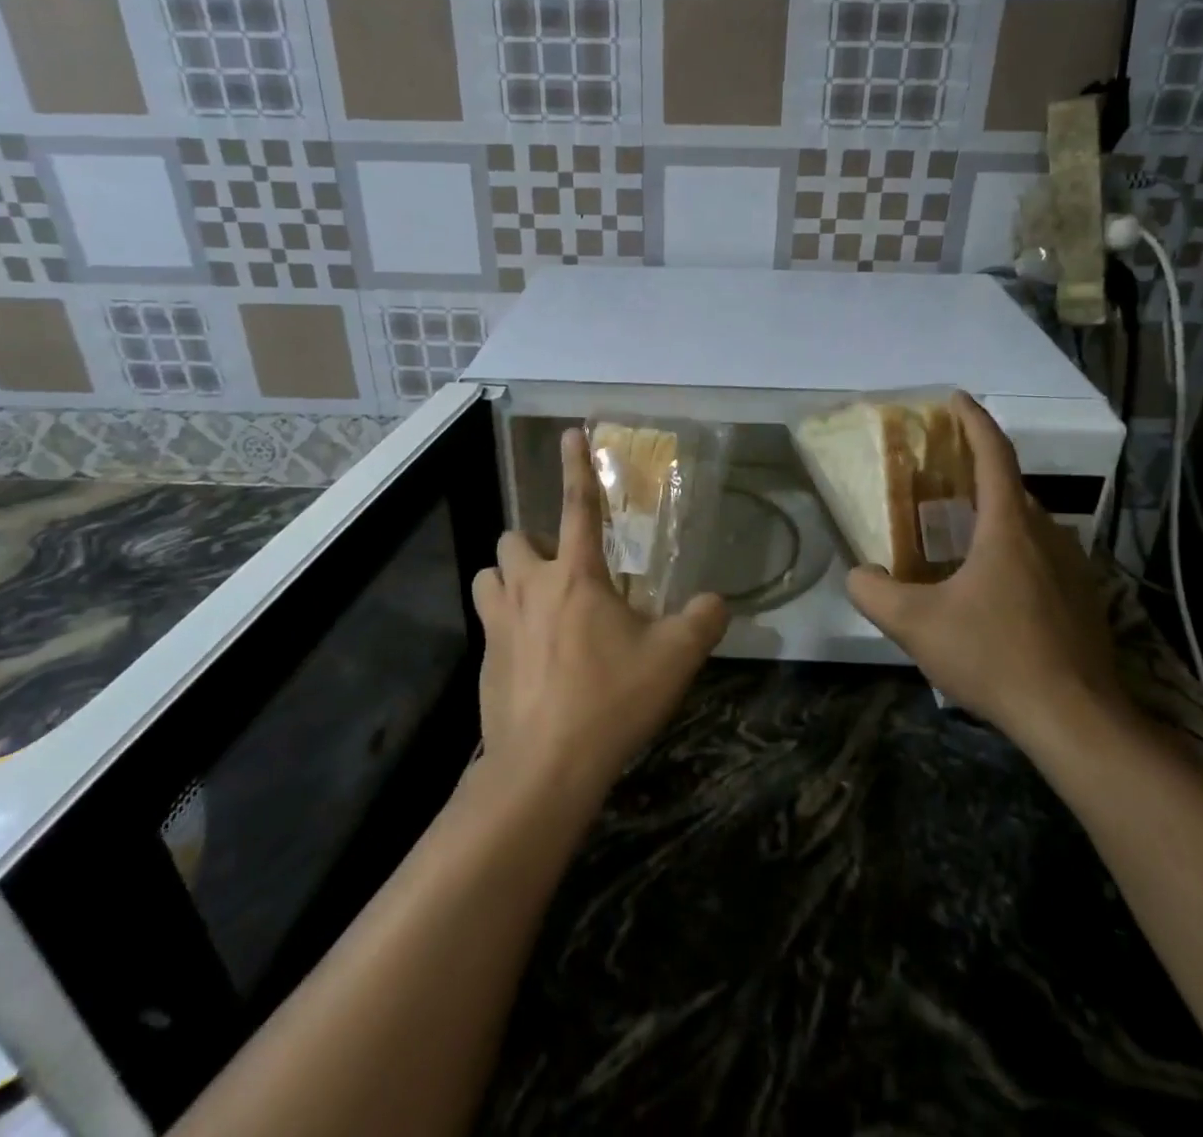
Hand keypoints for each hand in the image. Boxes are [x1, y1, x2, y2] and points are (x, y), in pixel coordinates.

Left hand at [471, 429, 728, 797]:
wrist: (544, 769)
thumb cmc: (610, 701)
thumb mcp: (674, 660)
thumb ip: (703, 622)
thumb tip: (719, 603)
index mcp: (576, 575)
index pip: (576, 504)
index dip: (576, 465)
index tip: (569, 433)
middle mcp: (530, 587)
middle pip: (513, 537)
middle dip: (532, 543)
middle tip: (563, 570)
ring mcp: (499, 623)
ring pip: (489, 574)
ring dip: (509, 578)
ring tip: (539, 605)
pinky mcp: (484, 660)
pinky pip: (489, 623)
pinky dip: (507, 625)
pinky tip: (533, 659)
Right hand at [845, 392, 1125, 747]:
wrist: (1076, 719)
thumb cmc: (994, 656)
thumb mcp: (915, 625)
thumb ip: (873, 592)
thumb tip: (858, 574)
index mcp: (1009, 527)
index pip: (994, 454)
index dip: (973, 421)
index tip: (955, 398)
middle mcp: (1047, 536)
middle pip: (1011, 487)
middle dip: (977, 471)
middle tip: (940, 476)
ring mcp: (1073, 568)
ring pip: (1029, 524)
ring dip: (996, 514)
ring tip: (960, 532)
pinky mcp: (1084, 600)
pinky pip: (1043, 555)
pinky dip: (1014, 549)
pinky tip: (992, 586)